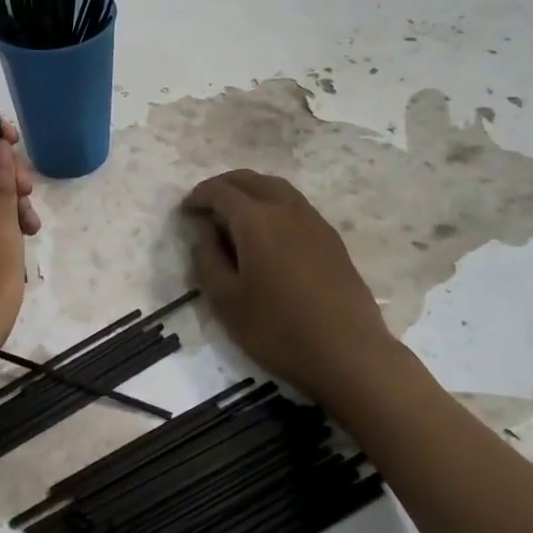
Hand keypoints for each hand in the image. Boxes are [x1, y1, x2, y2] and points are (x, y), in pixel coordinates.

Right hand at [183, 169, 397, 401]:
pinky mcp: (332, 239)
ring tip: (235, 213)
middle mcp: (286, 209)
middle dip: (224, 185)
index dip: (198, 196)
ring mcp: (314, 222)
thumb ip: (207, 260)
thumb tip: (204, 235)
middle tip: (206, 204)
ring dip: (251, 191)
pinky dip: (273, 204)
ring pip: (277, 188)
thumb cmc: (277, 328)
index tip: (184, 211)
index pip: (220, 192)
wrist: (348, 352)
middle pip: (251, 180)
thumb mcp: (226, 300)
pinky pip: (295, 205)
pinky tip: (269, 232)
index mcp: (256, 220)